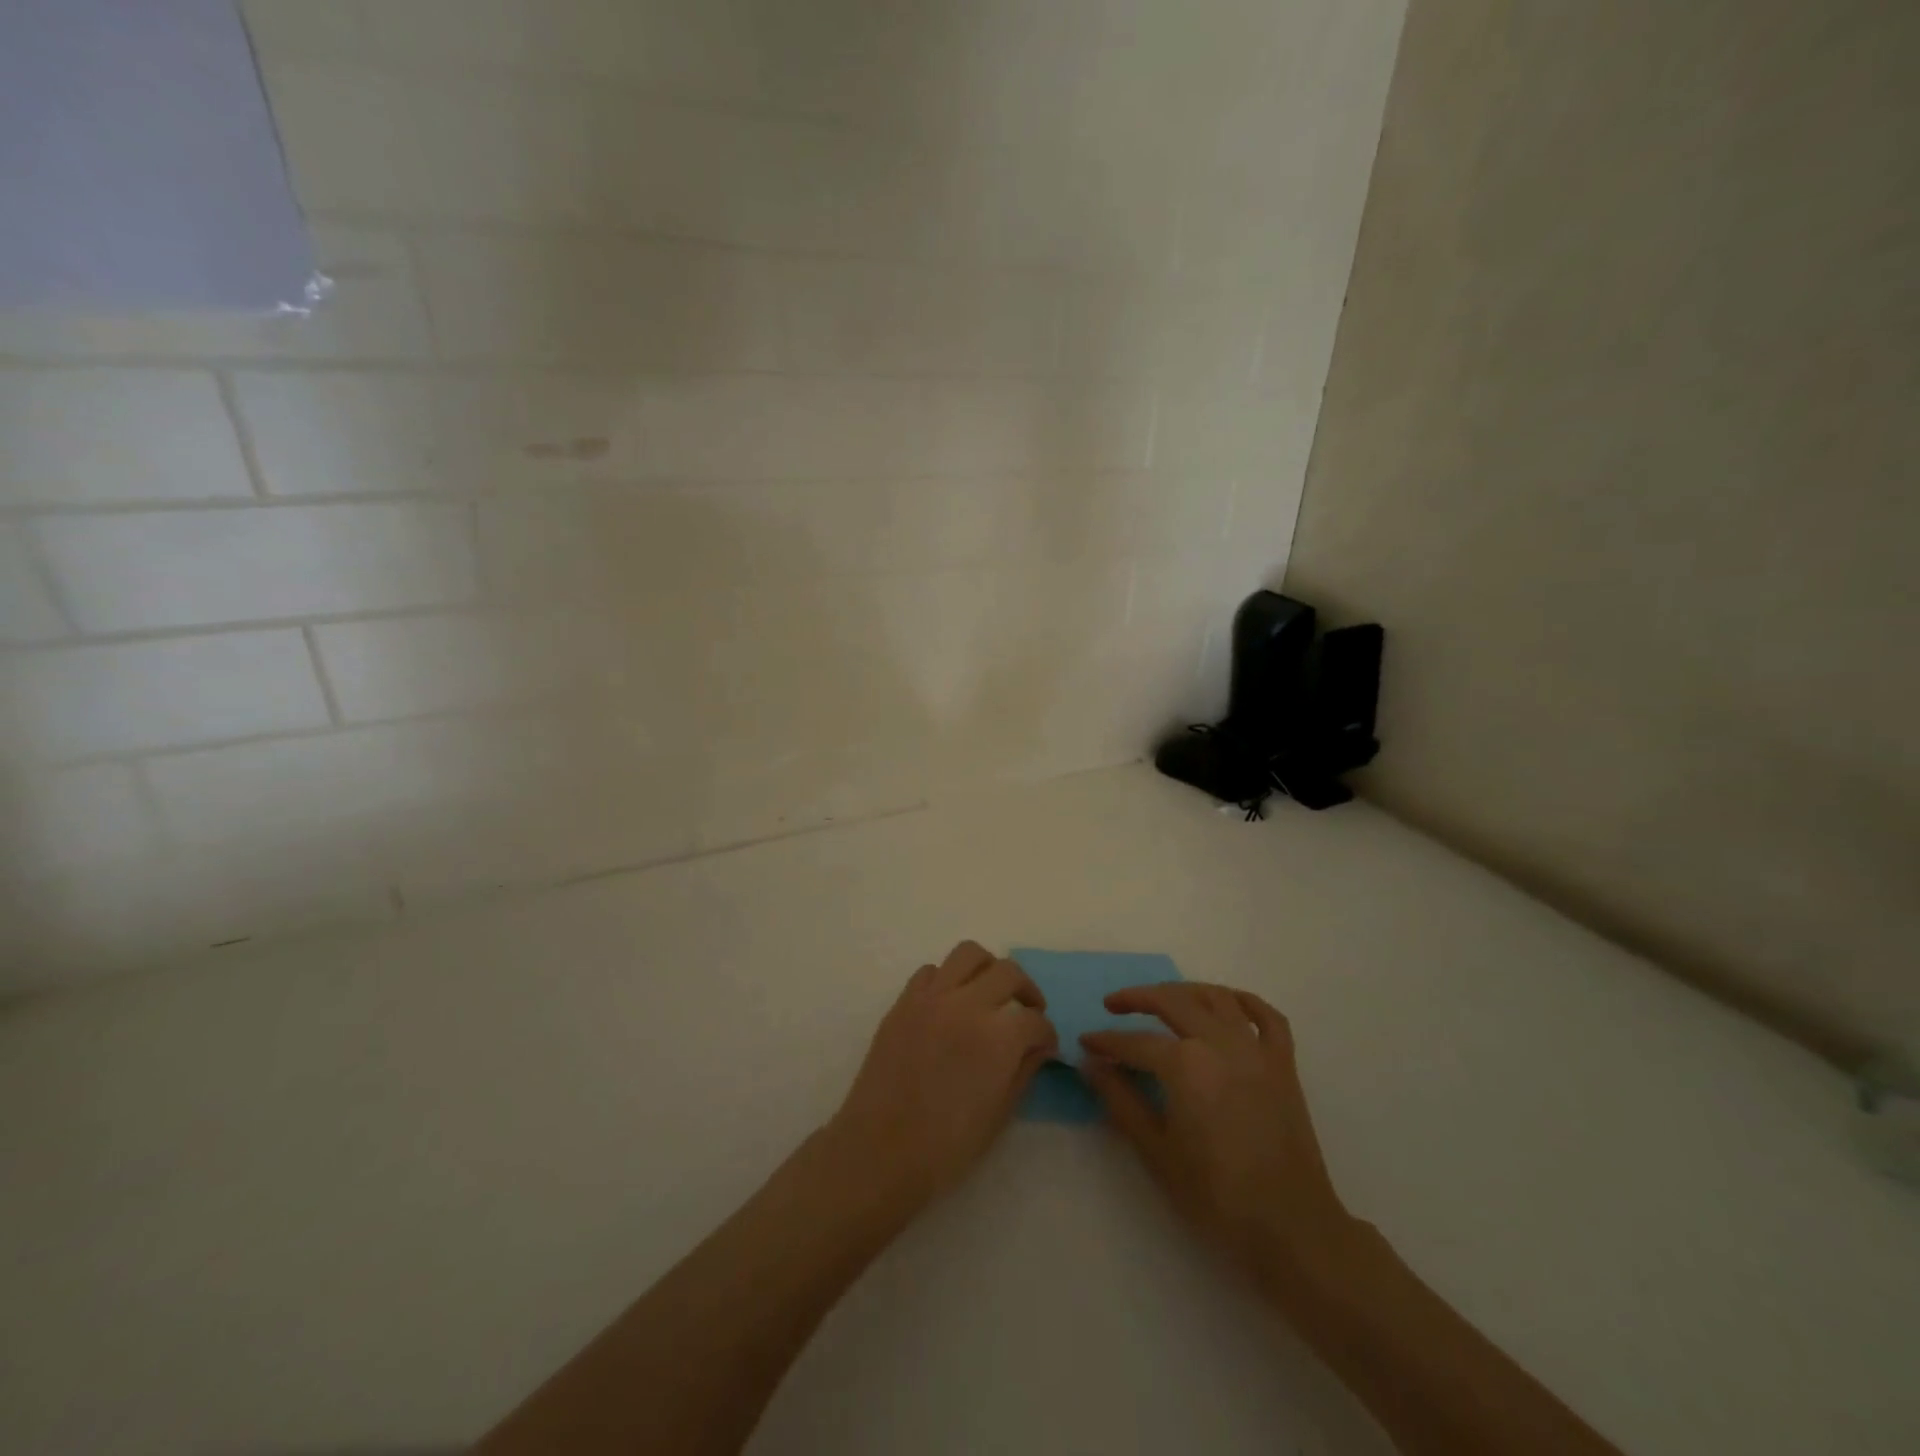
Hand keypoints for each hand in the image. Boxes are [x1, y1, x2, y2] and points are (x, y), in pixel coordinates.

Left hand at [826, 942, 1056, 1210]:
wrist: (880, 1151)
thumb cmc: (946, 1147)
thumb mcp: (999, 1115)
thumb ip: (1024, 1071)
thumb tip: (1039, 1046)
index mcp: (997, 1037)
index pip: (1035, 1020)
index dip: (1046, 1034)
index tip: (1045, 1046)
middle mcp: (967, 1005)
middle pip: (1008, 972)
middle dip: (1026, 991)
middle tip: (1027, 1012)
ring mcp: (931, 998)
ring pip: (969, 954)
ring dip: (988, 969)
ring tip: (990, 992)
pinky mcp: (904, 1001)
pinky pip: (931, 971)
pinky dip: (947, 979)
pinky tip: (950, 1004)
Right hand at [1081, 983, 1354, 1284]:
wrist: (1291, 1228)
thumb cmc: (1216, 1196)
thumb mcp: (1156, 1151)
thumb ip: (1121, 1101)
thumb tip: (1092, 1065)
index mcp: (1186, 1064)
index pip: (1135, 1042)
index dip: (1106, 1042)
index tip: (1085, 1043)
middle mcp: (1220, 1043)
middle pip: (1172, 1002)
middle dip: (1137, 998)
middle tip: (1112, 1005)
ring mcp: (1256, 1050)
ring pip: (1216, 998)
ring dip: (1184, 991)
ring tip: (1162, 998)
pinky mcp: (1283, 1064)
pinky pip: (1266, 1016)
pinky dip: (1244, 1002)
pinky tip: (1225, 1003)